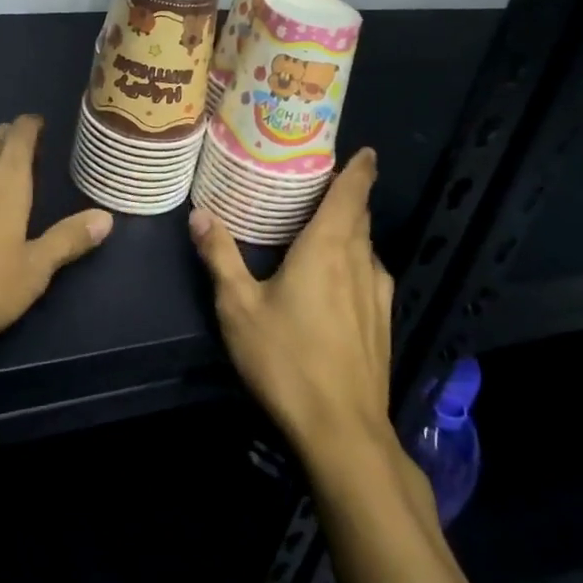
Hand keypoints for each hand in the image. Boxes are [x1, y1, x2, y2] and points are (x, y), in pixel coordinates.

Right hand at [188, 148, 394, 460]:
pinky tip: (339, 277)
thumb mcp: (238, 307)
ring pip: (367, 246)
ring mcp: (377, 295)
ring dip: (352, 229)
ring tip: (324, 224)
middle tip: (320, 182)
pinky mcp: (382, 323)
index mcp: (327, 248)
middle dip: (348, 195)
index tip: (364, 150)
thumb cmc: (286, 359)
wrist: (343, 431)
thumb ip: (220, 256)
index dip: (360, 169)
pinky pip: (371, 274)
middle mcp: (358, 262)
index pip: (351, 194)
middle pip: (360, 217)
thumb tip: (199, 214)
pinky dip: (356, 259)